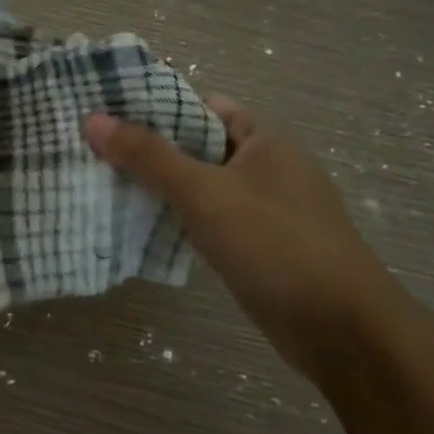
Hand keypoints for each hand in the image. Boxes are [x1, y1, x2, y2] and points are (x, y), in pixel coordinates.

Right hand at [84, 96, 399, 377]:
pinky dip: (178, 219)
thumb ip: (148, 156)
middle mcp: (267, 167)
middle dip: (150, 149)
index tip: (108, 113)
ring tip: (104, 184)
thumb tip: (93, 119)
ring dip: (161, 186)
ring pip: (201, 186)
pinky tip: (141, 226)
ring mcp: (265, 209)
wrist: (340, 328)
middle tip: (94, 150)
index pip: (203, 106)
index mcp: (265, 139)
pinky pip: (209, 220)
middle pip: (198, 146)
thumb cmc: (274, 243)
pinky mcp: (258, 246)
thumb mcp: (204, 193)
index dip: (157, 106)